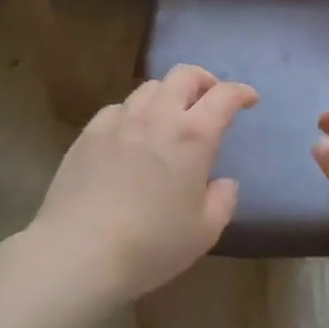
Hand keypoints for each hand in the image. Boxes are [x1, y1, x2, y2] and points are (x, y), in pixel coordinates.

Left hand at [30, 65, 257, 301]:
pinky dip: (133, 113)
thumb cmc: (151, 245)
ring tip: (169, 117)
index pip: (224, 96)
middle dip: (204, 80)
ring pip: (149, 87)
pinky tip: (130, 135)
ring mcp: (120, 120)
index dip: (241, 92)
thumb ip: (222, 201)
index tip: (249, 99)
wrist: (79, 252)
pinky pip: (118, 108)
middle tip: (210, 98)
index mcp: (193, 136)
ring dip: (168, 95)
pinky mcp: (89, 132)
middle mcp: (158, 116)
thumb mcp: (203, 232)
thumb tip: (223, 183)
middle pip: (184, 75)